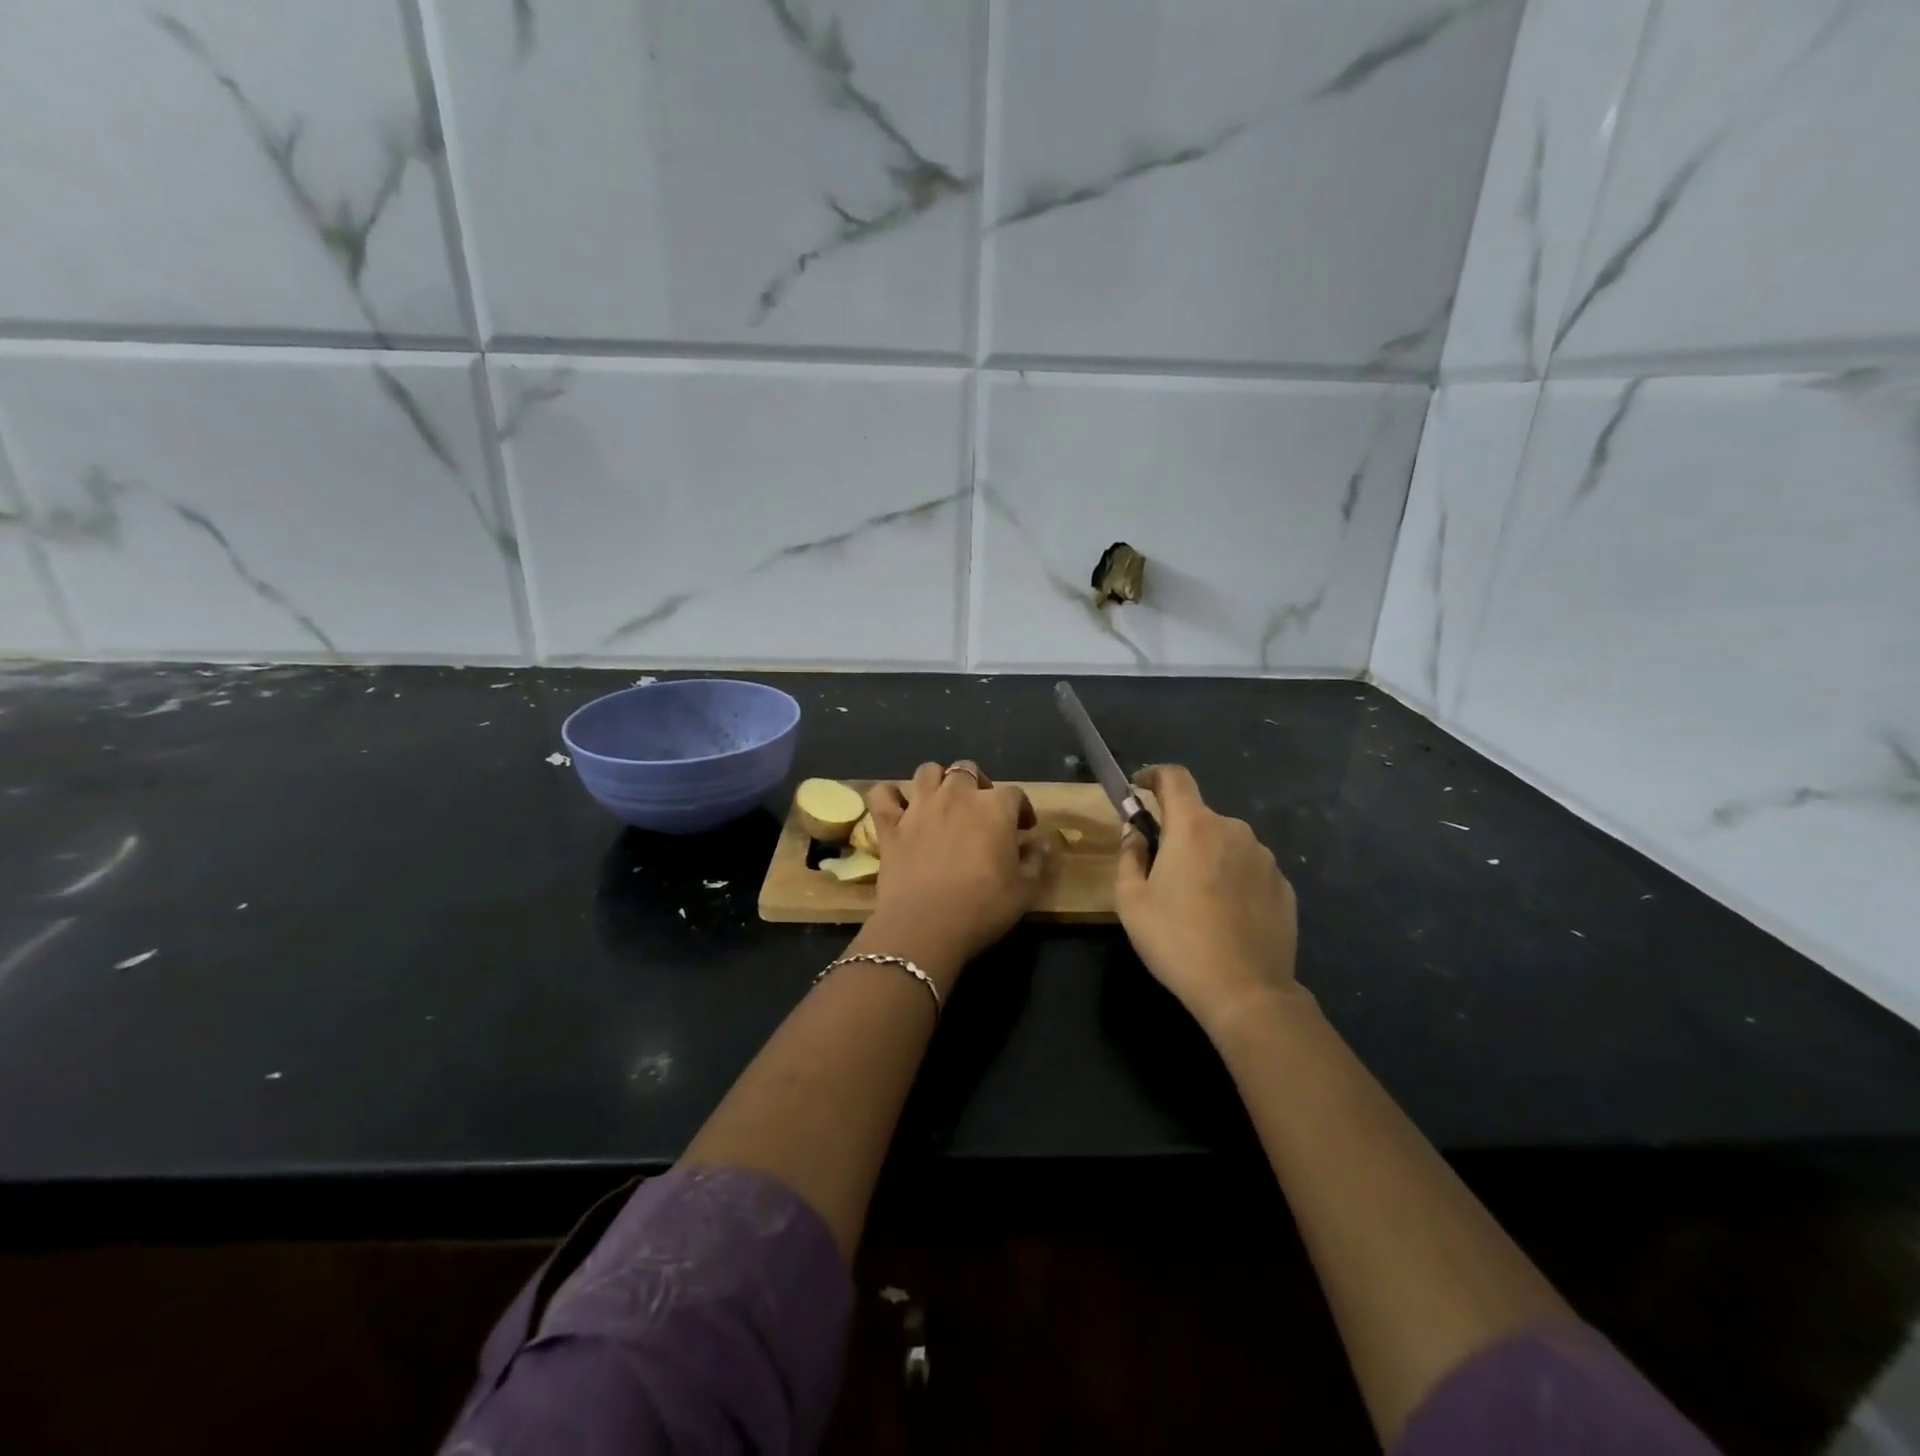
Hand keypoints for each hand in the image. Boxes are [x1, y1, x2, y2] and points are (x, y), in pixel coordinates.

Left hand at [865, 762, 1048, 972]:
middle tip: (981, 811)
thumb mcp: (1024, 890)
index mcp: (994, 808)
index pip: (1015, 794)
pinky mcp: (890, 824)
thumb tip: (1042, 843)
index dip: (1021, 809)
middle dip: (977, 784)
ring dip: (937, 781)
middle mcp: (956, 795)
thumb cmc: (982, 908)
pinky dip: (890, 796)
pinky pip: (883, 794)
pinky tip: (898, 808)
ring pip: (927, 771)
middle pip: (967, 770)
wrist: (926, 925)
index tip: (1023, 829)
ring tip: (942, 802)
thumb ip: (1036, 861)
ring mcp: (919, 806)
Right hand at [1115, 765, 1304, 1035]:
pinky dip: (1233, 879)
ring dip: (1208, 857)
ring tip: (1197, 900)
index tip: (1139, 787)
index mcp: (1192, 827)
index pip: (1174, 777)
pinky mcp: (1284, 885)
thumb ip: (1130, 856)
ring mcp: (1264, 858)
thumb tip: (1136, 834)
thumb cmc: (1177, 941)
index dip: (1153, 775)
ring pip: (1226, 843)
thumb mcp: (1131, 901)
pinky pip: (1249, 869)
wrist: (1246, 991)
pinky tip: (1225, 915)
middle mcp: (1233, 830)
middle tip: (1162, 870)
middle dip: (1178, 832)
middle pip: (1199, 816)